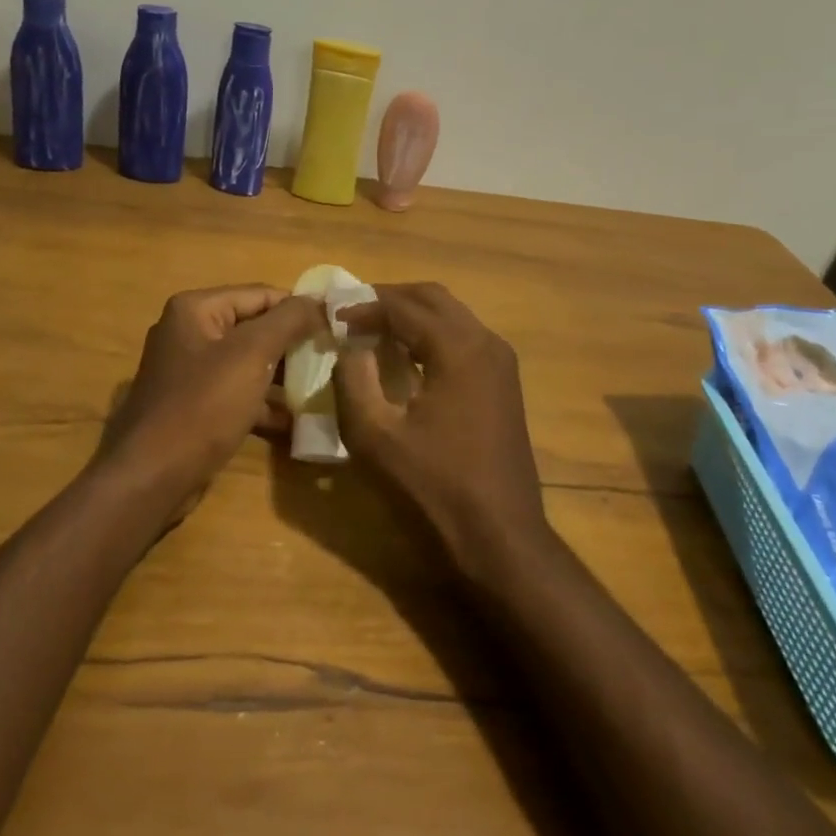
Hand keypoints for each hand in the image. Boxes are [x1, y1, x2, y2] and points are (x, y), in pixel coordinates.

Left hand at [102, 285, 326, 511]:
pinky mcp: (194, 407)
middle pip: (254, 328)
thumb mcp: (251, 355)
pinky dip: (264, 405)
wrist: (151, 477)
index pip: (261, 295)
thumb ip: (289, 321)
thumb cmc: (202, 406)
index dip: (300, 309)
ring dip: (283, 377)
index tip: (337, 328)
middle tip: (333, 360)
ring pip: (248, 364)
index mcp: (196, 310)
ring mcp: (189, 372)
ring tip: (322, 390)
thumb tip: (319, 301)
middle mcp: (188, 333)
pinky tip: (296, 423)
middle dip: (293, 345)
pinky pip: (237, 394)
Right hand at [332, 283, 551, 577]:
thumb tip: (350, 348)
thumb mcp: (374, 435)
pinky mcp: (504, 384)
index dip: (363, 307)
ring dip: (412, 316)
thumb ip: (353, 380)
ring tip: (373, 331)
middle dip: (390, 299)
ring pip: (452, 316)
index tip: (331, 317)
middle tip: (352, 313)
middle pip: (433, 299)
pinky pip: (463, 339)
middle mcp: (486, 343)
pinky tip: (405, 359)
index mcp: (458, 348)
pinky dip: (431, 336)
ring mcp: (501, 363)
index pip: (403, 307)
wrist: (499, 536)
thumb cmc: (433, 487)